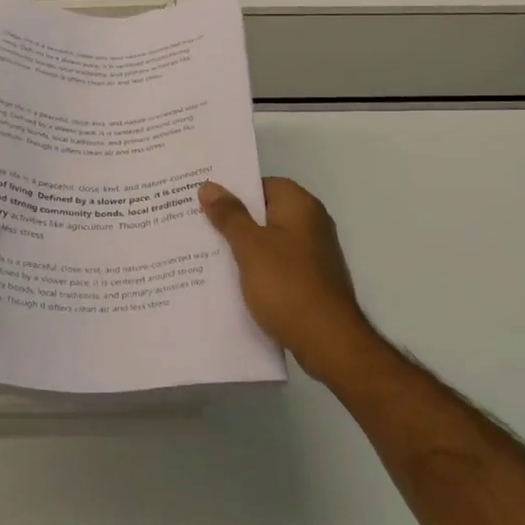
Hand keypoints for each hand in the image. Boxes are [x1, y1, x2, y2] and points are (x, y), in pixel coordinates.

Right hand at [199, 177, 381, 384]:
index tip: (204, 200)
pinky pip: (276, 265)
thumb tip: (209, 186)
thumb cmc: (287, 285)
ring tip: (205, 253)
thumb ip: (229, 215)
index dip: (234, 190)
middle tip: (196, 225)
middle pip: (265, 212)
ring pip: (269, 241)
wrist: (327, 340)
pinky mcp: (311, 280)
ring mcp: (313, 254)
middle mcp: (311, 224)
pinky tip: (231, 281)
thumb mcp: (250, 247)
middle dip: (233, 219)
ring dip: (243, 247)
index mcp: (300, 206)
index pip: (263, 184)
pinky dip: (256, 269)